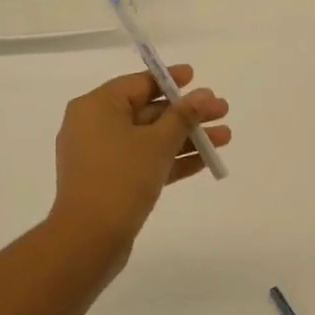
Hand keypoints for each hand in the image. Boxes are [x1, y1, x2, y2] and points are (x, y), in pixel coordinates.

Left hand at [48, 66, 230, 254]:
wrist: (90, 237)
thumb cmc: (121, 178)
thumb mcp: (157, 142)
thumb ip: (183, 116)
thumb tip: (204, 95)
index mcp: (96, 106)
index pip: (138, 84)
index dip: (170, 80)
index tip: (196, 78)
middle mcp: (94, 126)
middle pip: (147, 112)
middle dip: (187, 113)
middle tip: (222, 111)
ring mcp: (102, 156)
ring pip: (150, 139)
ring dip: (186, 138)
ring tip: (225, 137)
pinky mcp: (111, 182)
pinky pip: (145, 162)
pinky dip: (172, 160)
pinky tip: (206, 160)